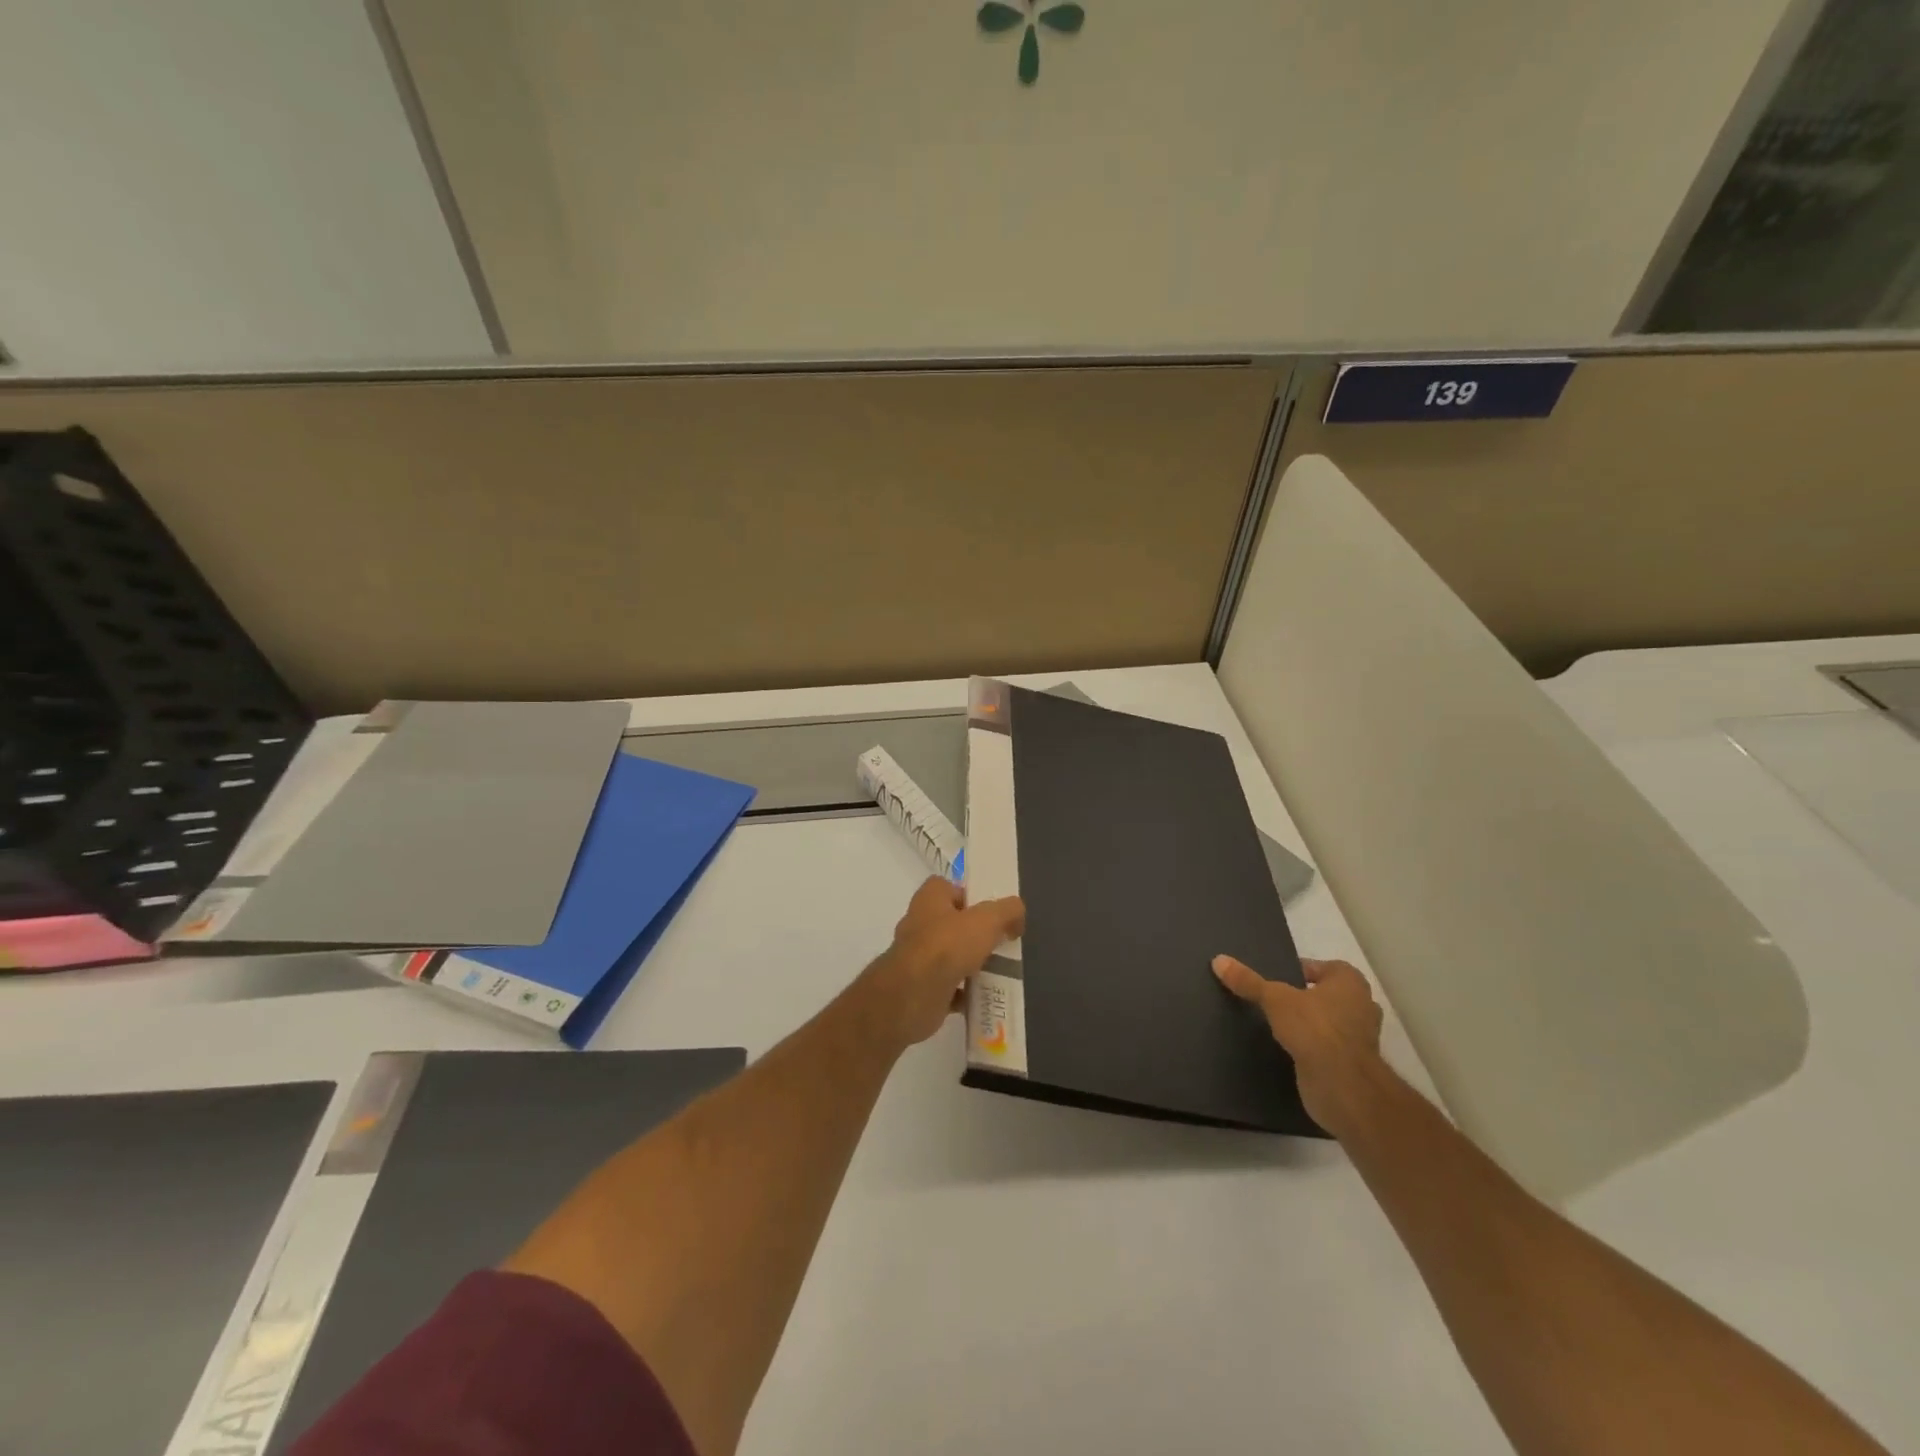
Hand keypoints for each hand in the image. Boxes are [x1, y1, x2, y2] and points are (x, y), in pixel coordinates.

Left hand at [860, 878, 1024, 1049]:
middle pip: (952, 923)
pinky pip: (949, 987)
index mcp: (929, 899)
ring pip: (951, 956)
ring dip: (972, 964)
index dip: (969, 895)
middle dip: (975, 933)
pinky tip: (985, 996)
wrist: (912, 995)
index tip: (991, 911)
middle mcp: (919, 924)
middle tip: (1001, 942)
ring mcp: (918, 957)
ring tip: (999, 971)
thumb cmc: (947, 946)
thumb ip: (1007, 911)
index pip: (948, 887)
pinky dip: (966, 993)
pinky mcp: (921, 987)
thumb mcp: (987, 920)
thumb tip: (1017, 914)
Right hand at [1212, 955, 1383, 1130]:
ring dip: (1309, 1024)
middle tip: (1273, 1000)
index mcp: (1350, 981)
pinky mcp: (1353, 1063)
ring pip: (1328, 1021)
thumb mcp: (1274, 999)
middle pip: (1325, 994)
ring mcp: (1360, 1036)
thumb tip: (1218, 960)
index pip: (1320, 967)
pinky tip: (1288, 1048)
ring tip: (1277, 1024)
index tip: (1274, 979)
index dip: (1297, 971)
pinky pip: (1328, 1046)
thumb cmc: (1315, 1028)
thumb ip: (1248, 981)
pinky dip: (1313, 1046)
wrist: (1343, 1086)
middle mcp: (1361, 1005)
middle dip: (1304, 998)